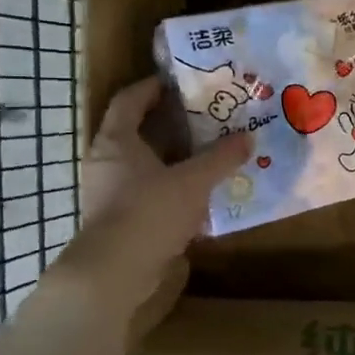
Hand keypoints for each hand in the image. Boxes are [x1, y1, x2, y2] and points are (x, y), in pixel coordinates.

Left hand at [45, 76, 250, 321]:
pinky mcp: (118, 221)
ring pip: (144, 166)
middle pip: (138, 132)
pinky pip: (147, 194)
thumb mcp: (193, 181)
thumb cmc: (148, 212)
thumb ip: (221, 158)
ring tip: (208, 156)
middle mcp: (107, 161)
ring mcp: (109, 193)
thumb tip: (248, 138)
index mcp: (117, 140)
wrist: (114, 273)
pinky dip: (170, 189)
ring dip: (173, 160)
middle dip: (170, 125)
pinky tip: (198, 197)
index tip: (179, 81)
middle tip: (205, 118)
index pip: (130, 100)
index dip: (153, 87)